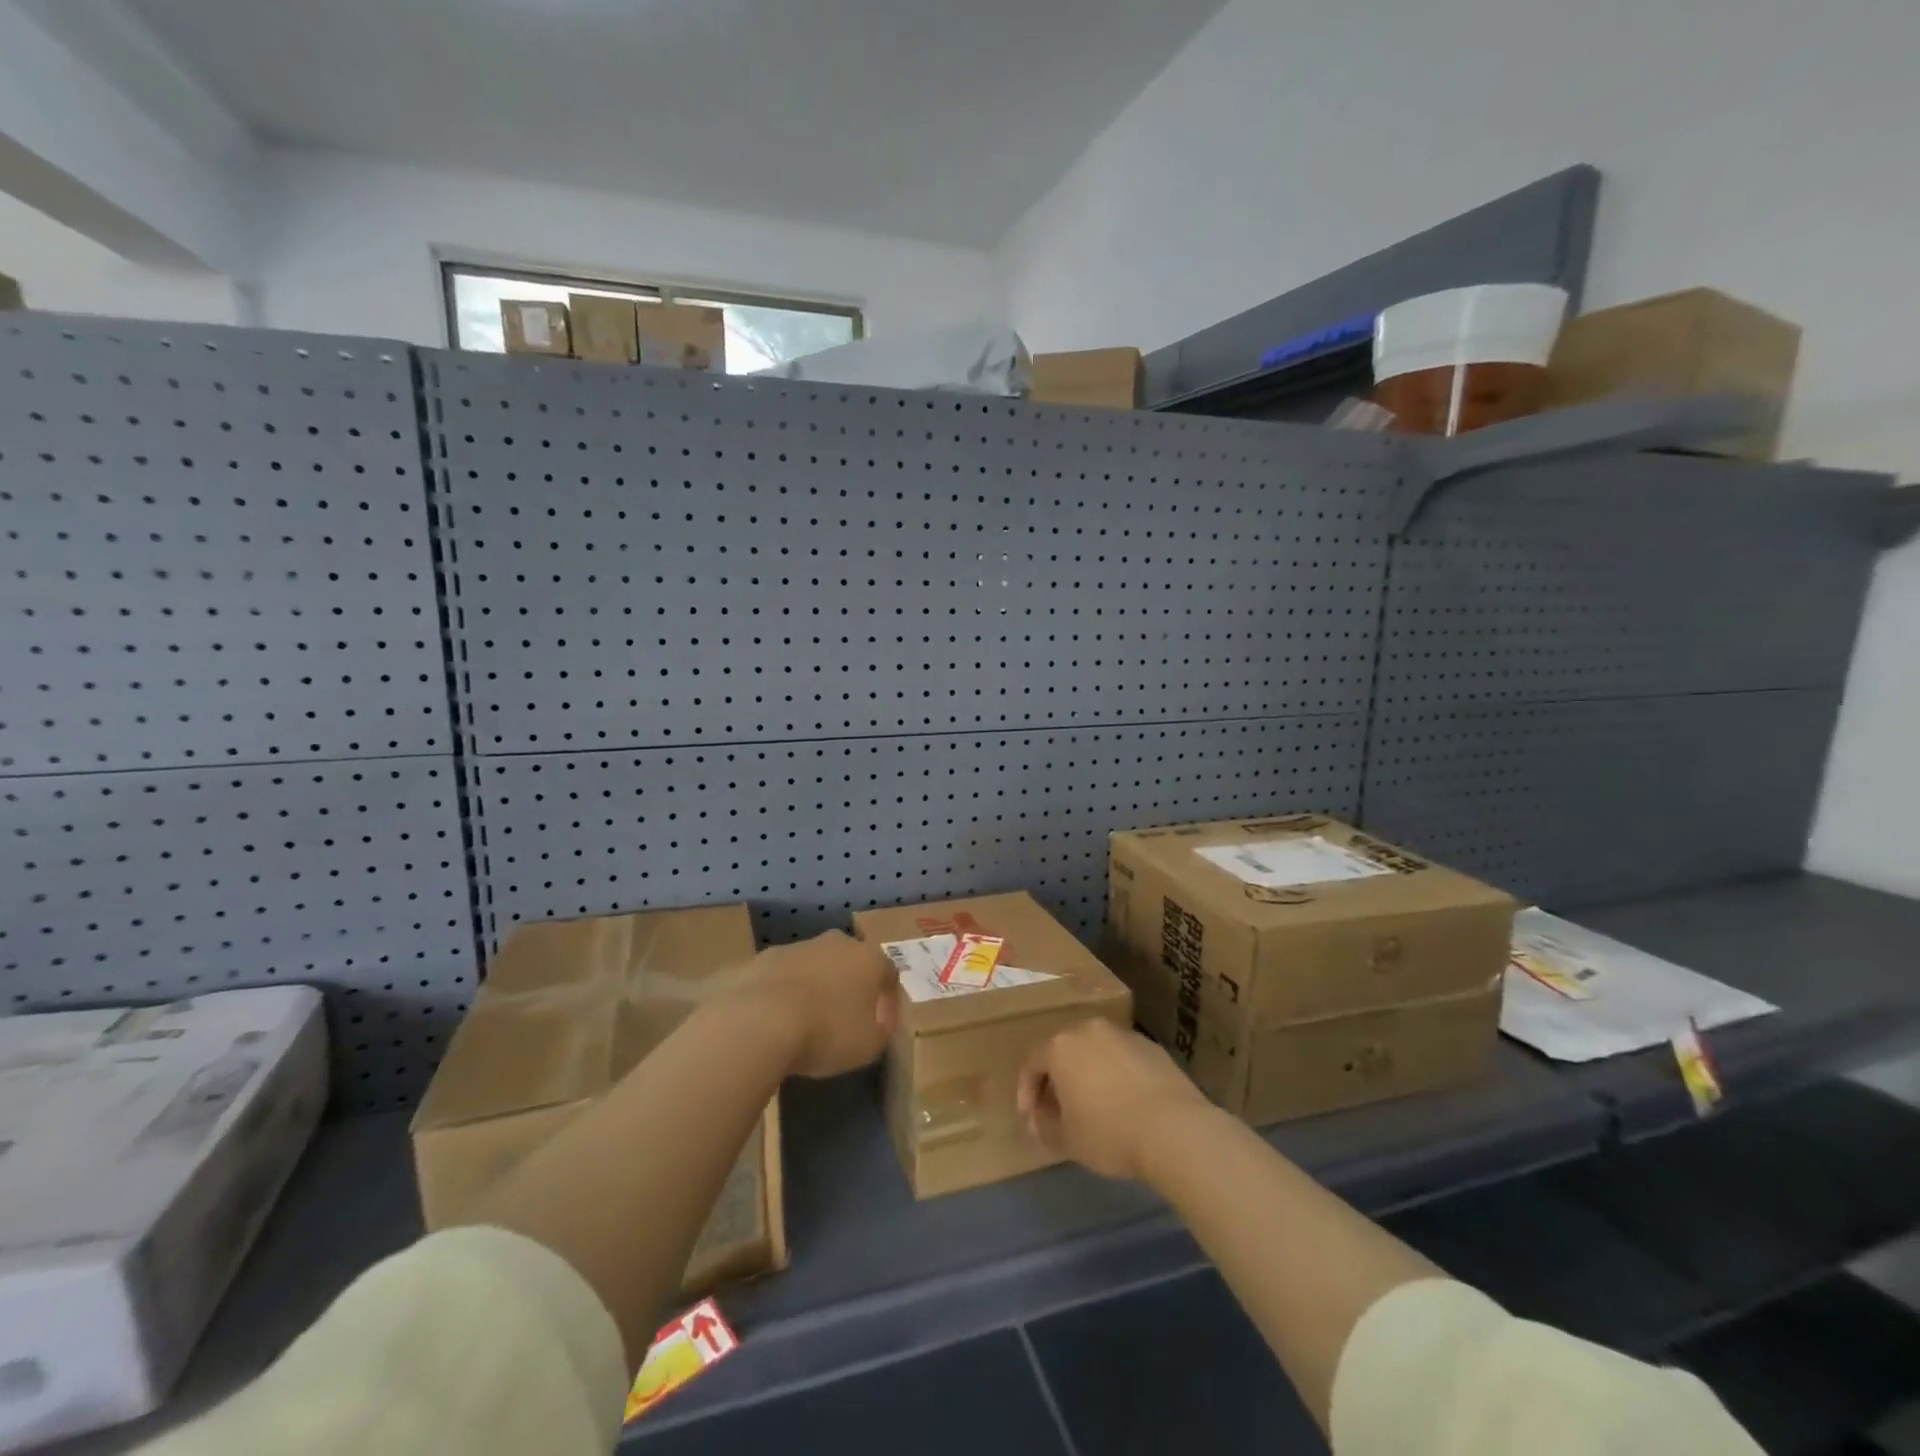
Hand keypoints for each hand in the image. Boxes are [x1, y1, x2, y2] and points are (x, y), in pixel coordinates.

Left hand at [740, 931, 898, 1078]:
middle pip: (849, 962)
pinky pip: (781, 977)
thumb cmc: (826, 1032)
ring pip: (813, 966)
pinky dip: (782, 993)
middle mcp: (835, 944)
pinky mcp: (761, 958)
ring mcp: (795, 947)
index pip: (888, 974)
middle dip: (849, 986)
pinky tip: (774, 1020)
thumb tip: (878, 1022)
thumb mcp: (868, 1046)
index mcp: (867, 959)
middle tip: (843, 1018)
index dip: (887, 1001)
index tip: (879, 1026)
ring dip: (814, 987)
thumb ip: (880, 1030)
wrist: (758, 1019)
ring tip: (804, 1022)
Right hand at [1018, 1018, 1210, 1180]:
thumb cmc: (1109, 1133)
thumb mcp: (1067, 1140)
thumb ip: (1044, 1126)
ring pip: (1095, 1051)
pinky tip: (1125, 1102)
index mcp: (1061, 1046)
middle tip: (1059, 1108)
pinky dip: (1116, 1075)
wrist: (1175, 1128)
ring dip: (1088, 1073)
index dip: (1027, 1090)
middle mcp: (1089, 1030)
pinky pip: (1122, 1058)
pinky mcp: (1151, 1046)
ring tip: (1094, 1105)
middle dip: (1057, 1078)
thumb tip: (1039, 1118)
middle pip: (1064, 1050)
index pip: (1032, 1062)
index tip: (1031, 1117)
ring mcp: (1123, 1034)